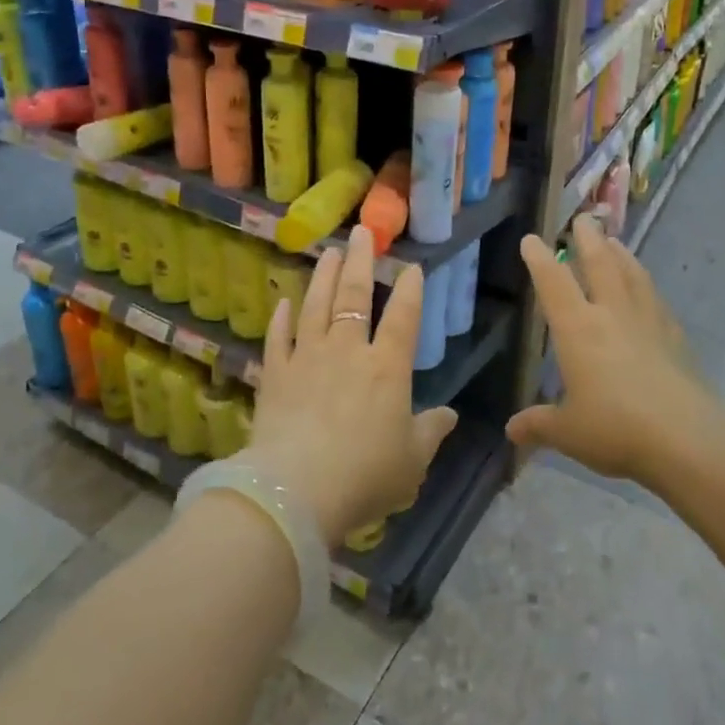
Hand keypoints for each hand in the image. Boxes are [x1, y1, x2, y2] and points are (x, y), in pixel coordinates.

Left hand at [246, 227, 457, 545]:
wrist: (295, 492)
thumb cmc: (364, 476)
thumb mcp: (411, 463)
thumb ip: (430, 434)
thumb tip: (450, 416)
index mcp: (387, 369)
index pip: (402, 318)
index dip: (409, 290)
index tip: (411, 266)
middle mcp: (347, 352)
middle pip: (354, 297)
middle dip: (360, 262)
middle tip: (361, 232)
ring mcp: (307, 359)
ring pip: (316, 306)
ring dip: (323, 277)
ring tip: (328, 252)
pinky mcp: (275, 374)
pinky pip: (278, 338)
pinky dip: (282, 318)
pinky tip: (284, 301)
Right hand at [508, 215, 719, 483]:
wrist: (687, 437)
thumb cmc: (616, 428)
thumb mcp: (568, 432)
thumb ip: (539, 425)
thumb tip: (512, 430)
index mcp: (578, 329)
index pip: (553, 283)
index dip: (539, 259)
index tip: (531, 238)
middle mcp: (612, 314)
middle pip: (599, 264)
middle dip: (587, 239)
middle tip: (583, 218)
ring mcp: (648, 322)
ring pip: (632, 275)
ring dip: (620, 254)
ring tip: (614, 241)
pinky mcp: (675, 337)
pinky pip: (655, 299)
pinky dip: (646, 285)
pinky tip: (647, 289)